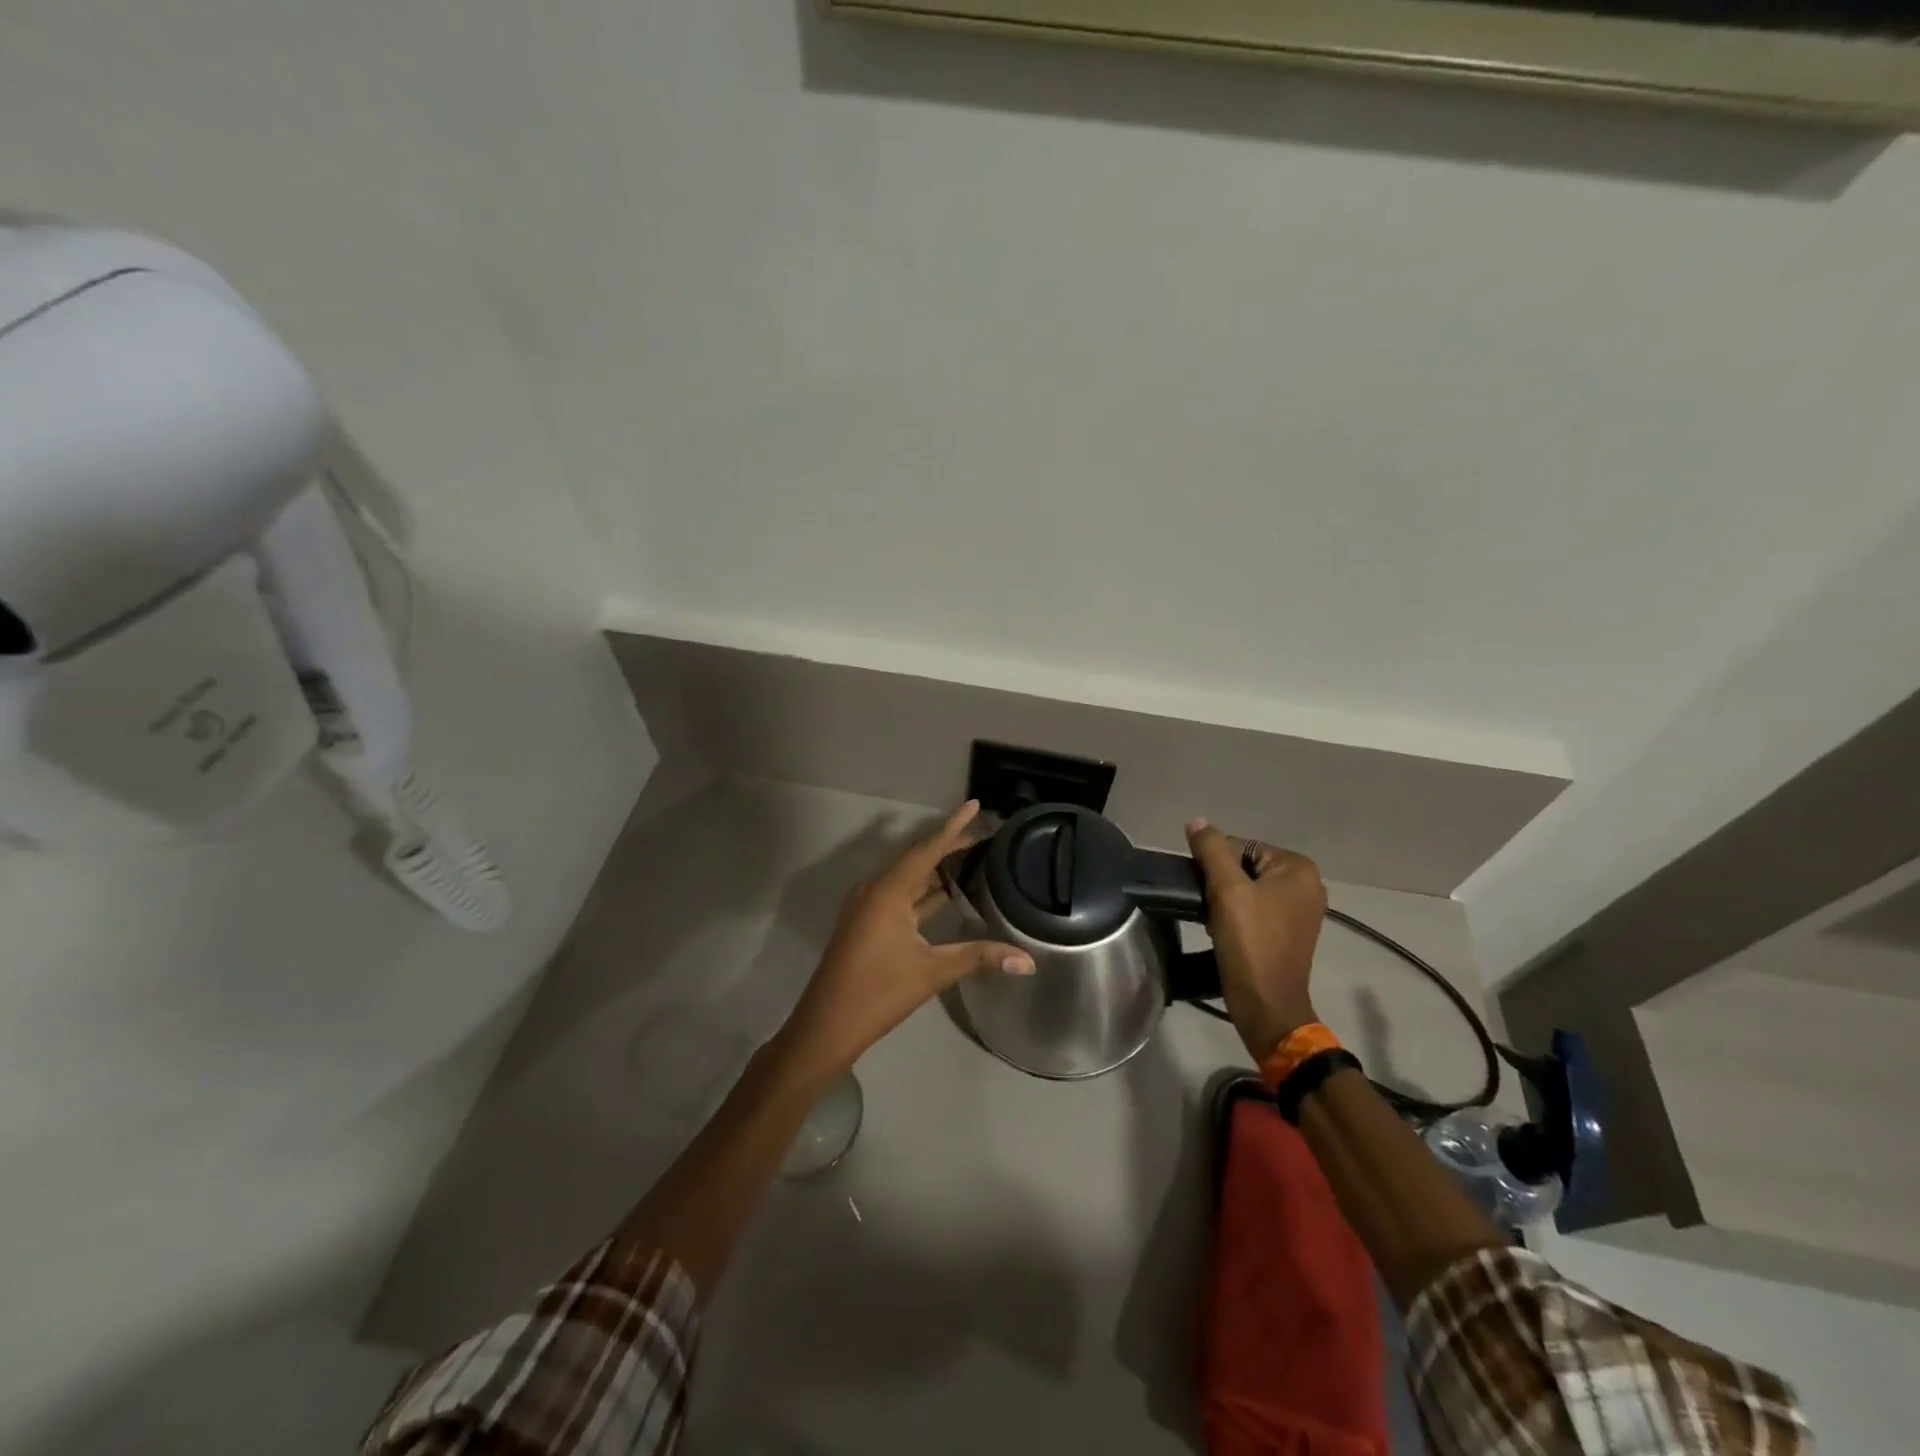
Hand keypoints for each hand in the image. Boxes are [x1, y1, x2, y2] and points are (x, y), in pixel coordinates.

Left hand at [779, 801, 1034, 1080]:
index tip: (975, 804)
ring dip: (938, 868)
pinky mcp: (868, 924)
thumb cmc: (877, 993)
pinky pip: (901, 895)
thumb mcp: (932, 972)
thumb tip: (1028, 960)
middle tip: (984, 832)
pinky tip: (947, 894)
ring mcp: (869, 907)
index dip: (954, 826)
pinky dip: (925, 891)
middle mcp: (876, 889)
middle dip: (950, 844)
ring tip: (972, 856)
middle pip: (918, 857)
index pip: (928, 848)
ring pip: (909, 877)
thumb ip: (979, 958)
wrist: (826, 1026)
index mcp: (888, 890)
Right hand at [1185, 818, 1326, 1061]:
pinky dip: (1236, 915)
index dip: (1214, 864)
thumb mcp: (1227, 891)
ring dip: (1225, 900)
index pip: (1240, 845)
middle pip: (1245, 866)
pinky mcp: (1290, 932)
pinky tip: (1223, 932)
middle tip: (1207, 906)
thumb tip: (1196, 821)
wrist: (1266, 1005)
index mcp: (1298, 868)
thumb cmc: (1250, 944)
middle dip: (1220, 883)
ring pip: (1247, 888)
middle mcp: (1307, 884)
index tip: (1203, 889)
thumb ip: (1211, 850)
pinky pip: (1255, 908)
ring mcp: (1301, 910)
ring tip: (1213, 921)